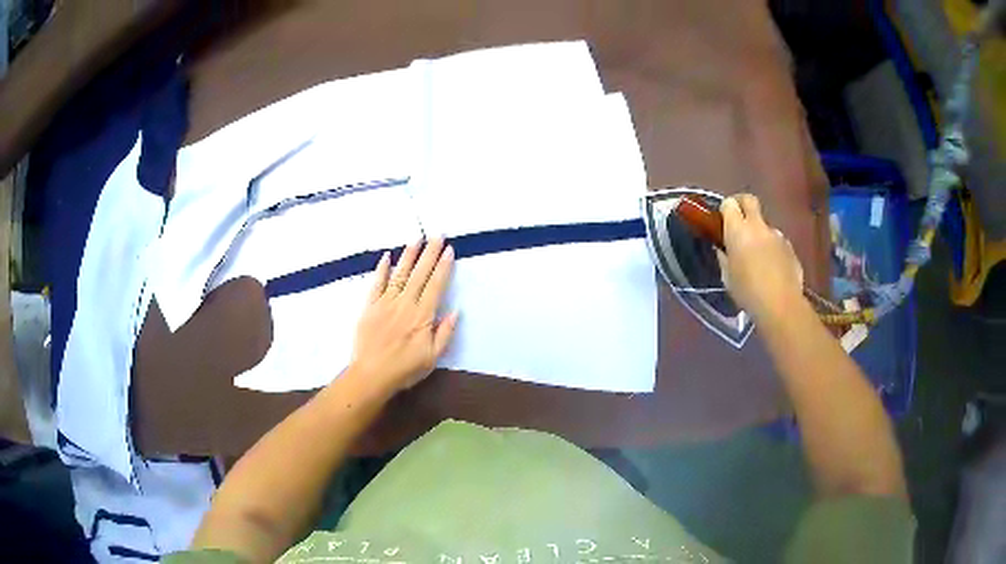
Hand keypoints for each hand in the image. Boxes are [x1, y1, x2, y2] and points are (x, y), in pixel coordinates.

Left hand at [348, 238, 457, 394]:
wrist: (371, 375)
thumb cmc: (405, 369)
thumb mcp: (432, 357)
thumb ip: (445, 333)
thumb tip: (455, 311)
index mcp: (422, 316)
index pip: (435, 285)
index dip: (443, 267)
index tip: (449, 250)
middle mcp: (405, 304)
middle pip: (420, 274)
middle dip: (430, 253)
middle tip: (437, 235)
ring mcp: (386, 303)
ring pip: (400, 274)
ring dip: (409, 255)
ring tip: (417, 239)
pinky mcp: (370, 307)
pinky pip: (377, 284)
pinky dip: (382, 269)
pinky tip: (387, 257)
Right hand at [717, 194, 804, 320]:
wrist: (780, 305)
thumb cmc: (747, 292)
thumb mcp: (727, 277)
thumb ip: (724, 258)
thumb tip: (723, 249)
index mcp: (738, 230)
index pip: (729, 204)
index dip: (725, 210)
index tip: (723, 221)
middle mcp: (758, 226)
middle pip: (749, 200)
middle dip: (742, 204)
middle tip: (738, 220)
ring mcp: (777, 235)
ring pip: (765, 225)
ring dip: (760, 233)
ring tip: (758, 257)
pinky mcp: (790, 247)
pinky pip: (777, 242)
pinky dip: (773, 249)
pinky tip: (772, 269)